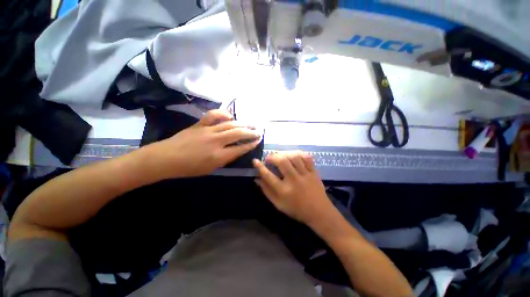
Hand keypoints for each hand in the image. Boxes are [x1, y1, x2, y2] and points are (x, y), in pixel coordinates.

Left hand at [149, 109, 261, 177]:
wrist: (166, 158)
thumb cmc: (188, 168)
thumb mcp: (210, 169)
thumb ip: (225, 159)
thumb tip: (236, 150)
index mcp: (218, 156)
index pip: (240, 149)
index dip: (251, 145)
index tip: (257, 141)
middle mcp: (216, 141)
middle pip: (238, 134)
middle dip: (251, 133)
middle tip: (259, 131)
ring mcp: (208, 131)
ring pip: (230, 124)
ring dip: (243, 124)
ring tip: (251, 124)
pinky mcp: (200, 124)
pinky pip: (214, 115)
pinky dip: (223, 114)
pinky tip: (230, 116)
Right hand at [253, 151, 336, 226]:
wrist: (319, 212)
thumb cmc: (296, 209)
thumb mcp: (278, 205)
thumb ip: (267, 191)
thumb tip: (257, 179)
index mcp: (284, 191)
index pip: (268, 176)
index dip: (260, 167)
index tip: (255, 161)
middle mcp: (294, 180)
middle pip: (282, 162)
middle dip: (273, 156)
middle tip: (270, 158)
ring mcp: (305, 175)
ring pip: (294, 157)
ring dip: (285, 153)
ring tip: (280, 155)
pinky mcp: (314, 172)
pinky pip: (307, 158)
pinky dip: (299, 153)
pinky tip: (293, 155)